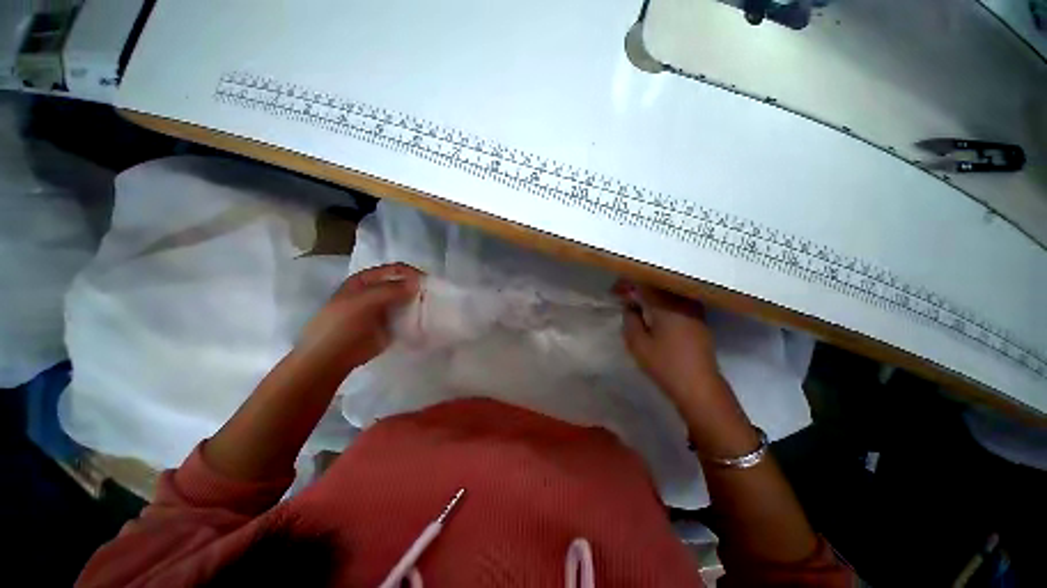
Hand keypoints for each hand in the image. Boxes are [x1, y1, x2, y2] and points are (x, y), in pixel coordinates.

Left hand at [297, 263, 422, 373]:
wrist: (330, 359)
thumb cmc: (340, 326)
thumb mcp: (362, 302)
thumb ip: (389, 290)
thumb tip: (417, 283)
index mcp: (367, 280)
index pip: (396, 270)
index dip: (412, 274)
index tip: (429, 284)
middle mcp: (378, 291)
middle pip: (405, 284)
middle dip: (419, 289)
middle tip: (435, 298)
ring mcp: (385, 309)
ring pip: (408, 301)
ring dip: (420, 303)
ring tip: (434, 310)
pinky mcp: (391, 325)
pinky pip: (408, 317)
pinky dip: (418, 318)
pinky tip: (427, 321)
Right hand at [615, 281, 721, 410]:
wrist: (699, 387)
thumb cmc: (665, 365)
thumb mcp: (637, 343)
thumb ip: (630, 319)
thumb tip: (630, 305)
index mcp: (666, 305)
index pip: (643, 284)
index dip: (627, 285)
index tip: (615, 293)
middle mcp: (682, 302)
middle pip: (657, 285)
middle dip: (638, 287)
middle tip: (624, 297)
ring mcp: (694, 310)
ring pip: (668, 292)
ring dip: (651, 294)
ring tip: (637, 303)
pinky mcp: (699, 320)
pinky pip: (677, 301)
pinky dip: (663, 301)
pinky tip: (654, 312)